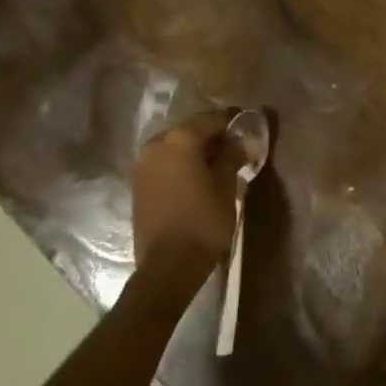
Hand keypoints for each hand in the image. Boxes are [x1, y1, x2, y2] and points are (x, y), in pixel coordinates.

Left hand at [131, 111, 243, 278]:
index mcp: (180, 139)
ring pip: (175, 147)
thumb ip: (233, 157)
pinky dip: (181, 165)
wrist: (167, 266)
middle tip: (235, 148)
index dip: (232, 122)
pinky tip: (197, 178)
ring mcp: (143, 165)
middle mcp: (156, 145)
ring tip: (217, 165)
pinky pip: (164, 164)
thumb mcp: (226, 187)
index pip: (211, 119)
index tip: (248, 128)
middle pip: (190, 130)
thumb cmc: (203, 222)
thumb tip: (243, 141)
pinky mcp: (138, 185)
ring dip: (195, 152)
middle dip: (212, 137)